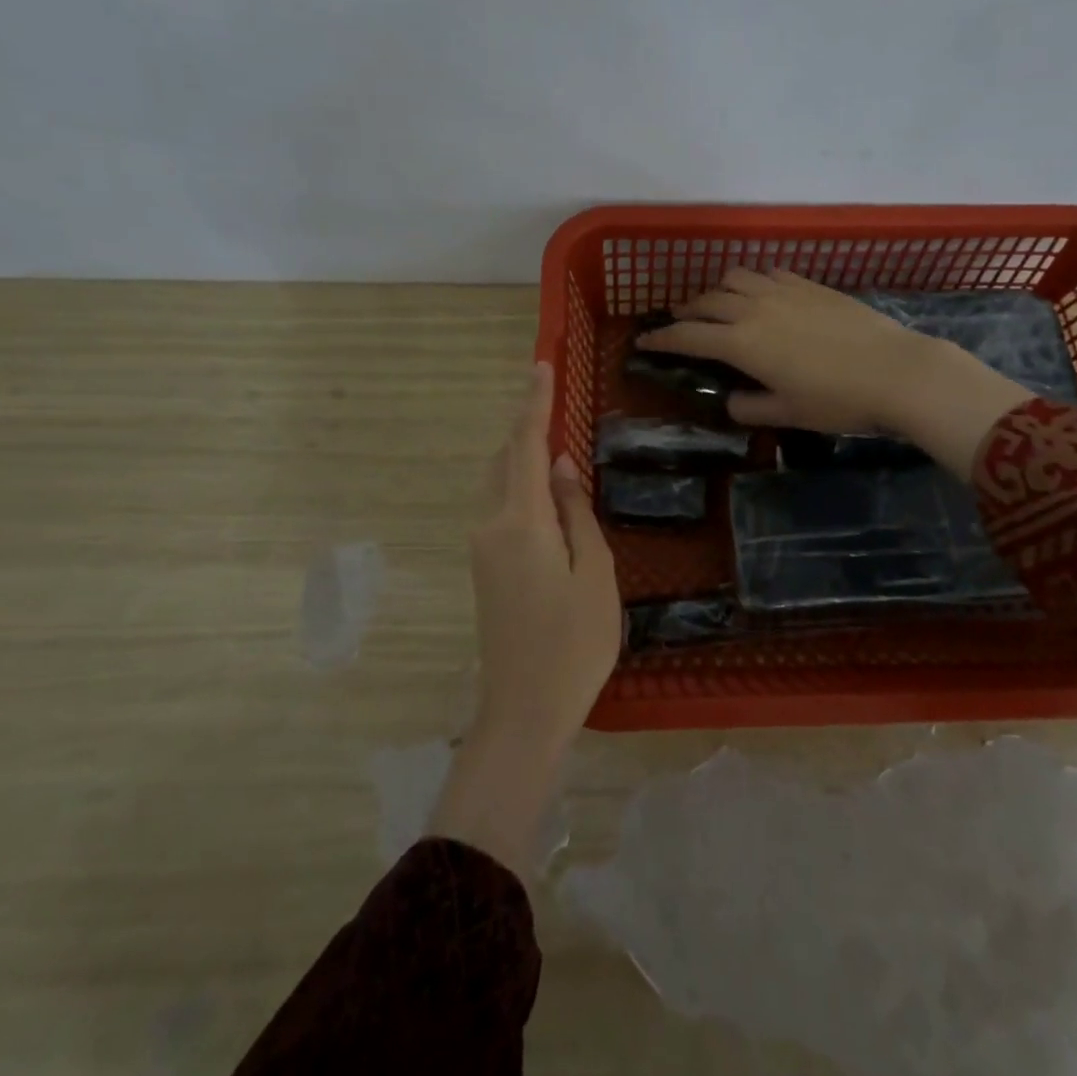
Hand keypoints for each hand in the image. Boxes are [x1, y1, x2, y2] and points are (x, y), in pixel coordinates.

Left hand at [468, 362, 621, 749]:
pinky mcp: (484, 567)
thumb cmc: (574, 644)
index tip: (541, 365)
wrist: (523, 710)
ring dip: (522, 458)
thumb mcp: (595, 574)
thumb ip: (575, 513)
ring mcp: (481, 547)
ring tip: (557, 448)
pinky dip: (520, 487)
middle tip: (557, 405)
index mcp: (520, 522)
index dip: (534, 403)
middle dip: (527, 428)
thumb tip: (558, 467)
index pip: (525, 446)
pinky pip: (500, 508)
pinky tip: (548, 497)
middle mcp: (490, 525)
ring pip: (499, 483)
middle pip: (504, 460)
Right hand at [636, 269, 1035, 468]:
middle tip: (679, 323)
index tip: (643, 341)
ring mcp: (783, 291)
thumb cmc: (838, 400)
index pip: (688, 335)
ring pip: (735, 277)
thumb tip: (732, 400)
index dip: (661, 339)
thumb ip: (751, 407)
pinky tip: (761, 293)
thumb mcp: (789, 413)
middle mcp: (754, 308)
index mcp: (742, 343)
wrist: (897, 370)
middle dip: (685, 311)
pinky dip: (753, 281)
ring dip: (717, 290)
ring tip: (718, 304)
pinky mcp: (810, 284)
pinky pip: (768, 273)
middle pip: (706, 300)